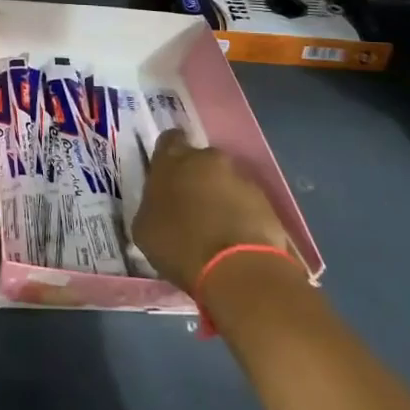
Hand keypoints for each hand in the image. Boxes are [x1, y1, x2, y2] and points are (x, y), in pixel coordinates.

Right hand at [131, 131, 295, 291]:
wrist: (236, 269)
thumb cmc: (179, 245)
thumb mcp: (144, 227)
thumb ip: (152, 204)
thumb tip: (160, 203)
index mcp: (171, 160)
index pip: (169, 139)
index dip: (168, 155)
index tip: (166, 174)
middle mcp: (207, 159)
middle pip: (200, 160)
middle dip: (196, 176)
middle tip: (190, 204)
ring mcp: (239, 177)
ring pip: (225, 180)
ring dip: (219, 195)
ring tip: (215, 226)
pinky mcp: (265, 200)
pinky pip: (246, 201)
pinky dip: (240, 213)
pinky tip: (234, 238)